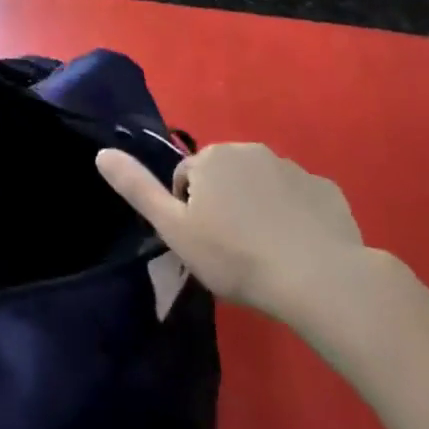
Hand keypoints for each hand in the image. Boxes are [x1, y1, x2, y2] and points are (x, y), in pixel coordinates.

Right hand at [97, 143, 366, 323]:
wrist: (318, 278)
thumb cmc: (235, 256)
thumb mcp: (174, 228)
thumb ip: (137, 188)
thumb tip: (101, 153)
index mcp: (211, 158)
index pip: (186, 180)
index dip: (189, 213)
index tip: (204, 245)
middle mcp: (250, 150)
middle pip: (225, 178)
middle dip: (224, 205)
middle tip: (232, 250)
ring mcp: (293, 168)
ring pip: (262, 186)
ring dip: (259, 209)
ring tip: (266, 253)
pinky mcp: (327, 190)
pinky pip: (300, 198)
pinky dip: (295, 216)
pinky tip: (299, 249)